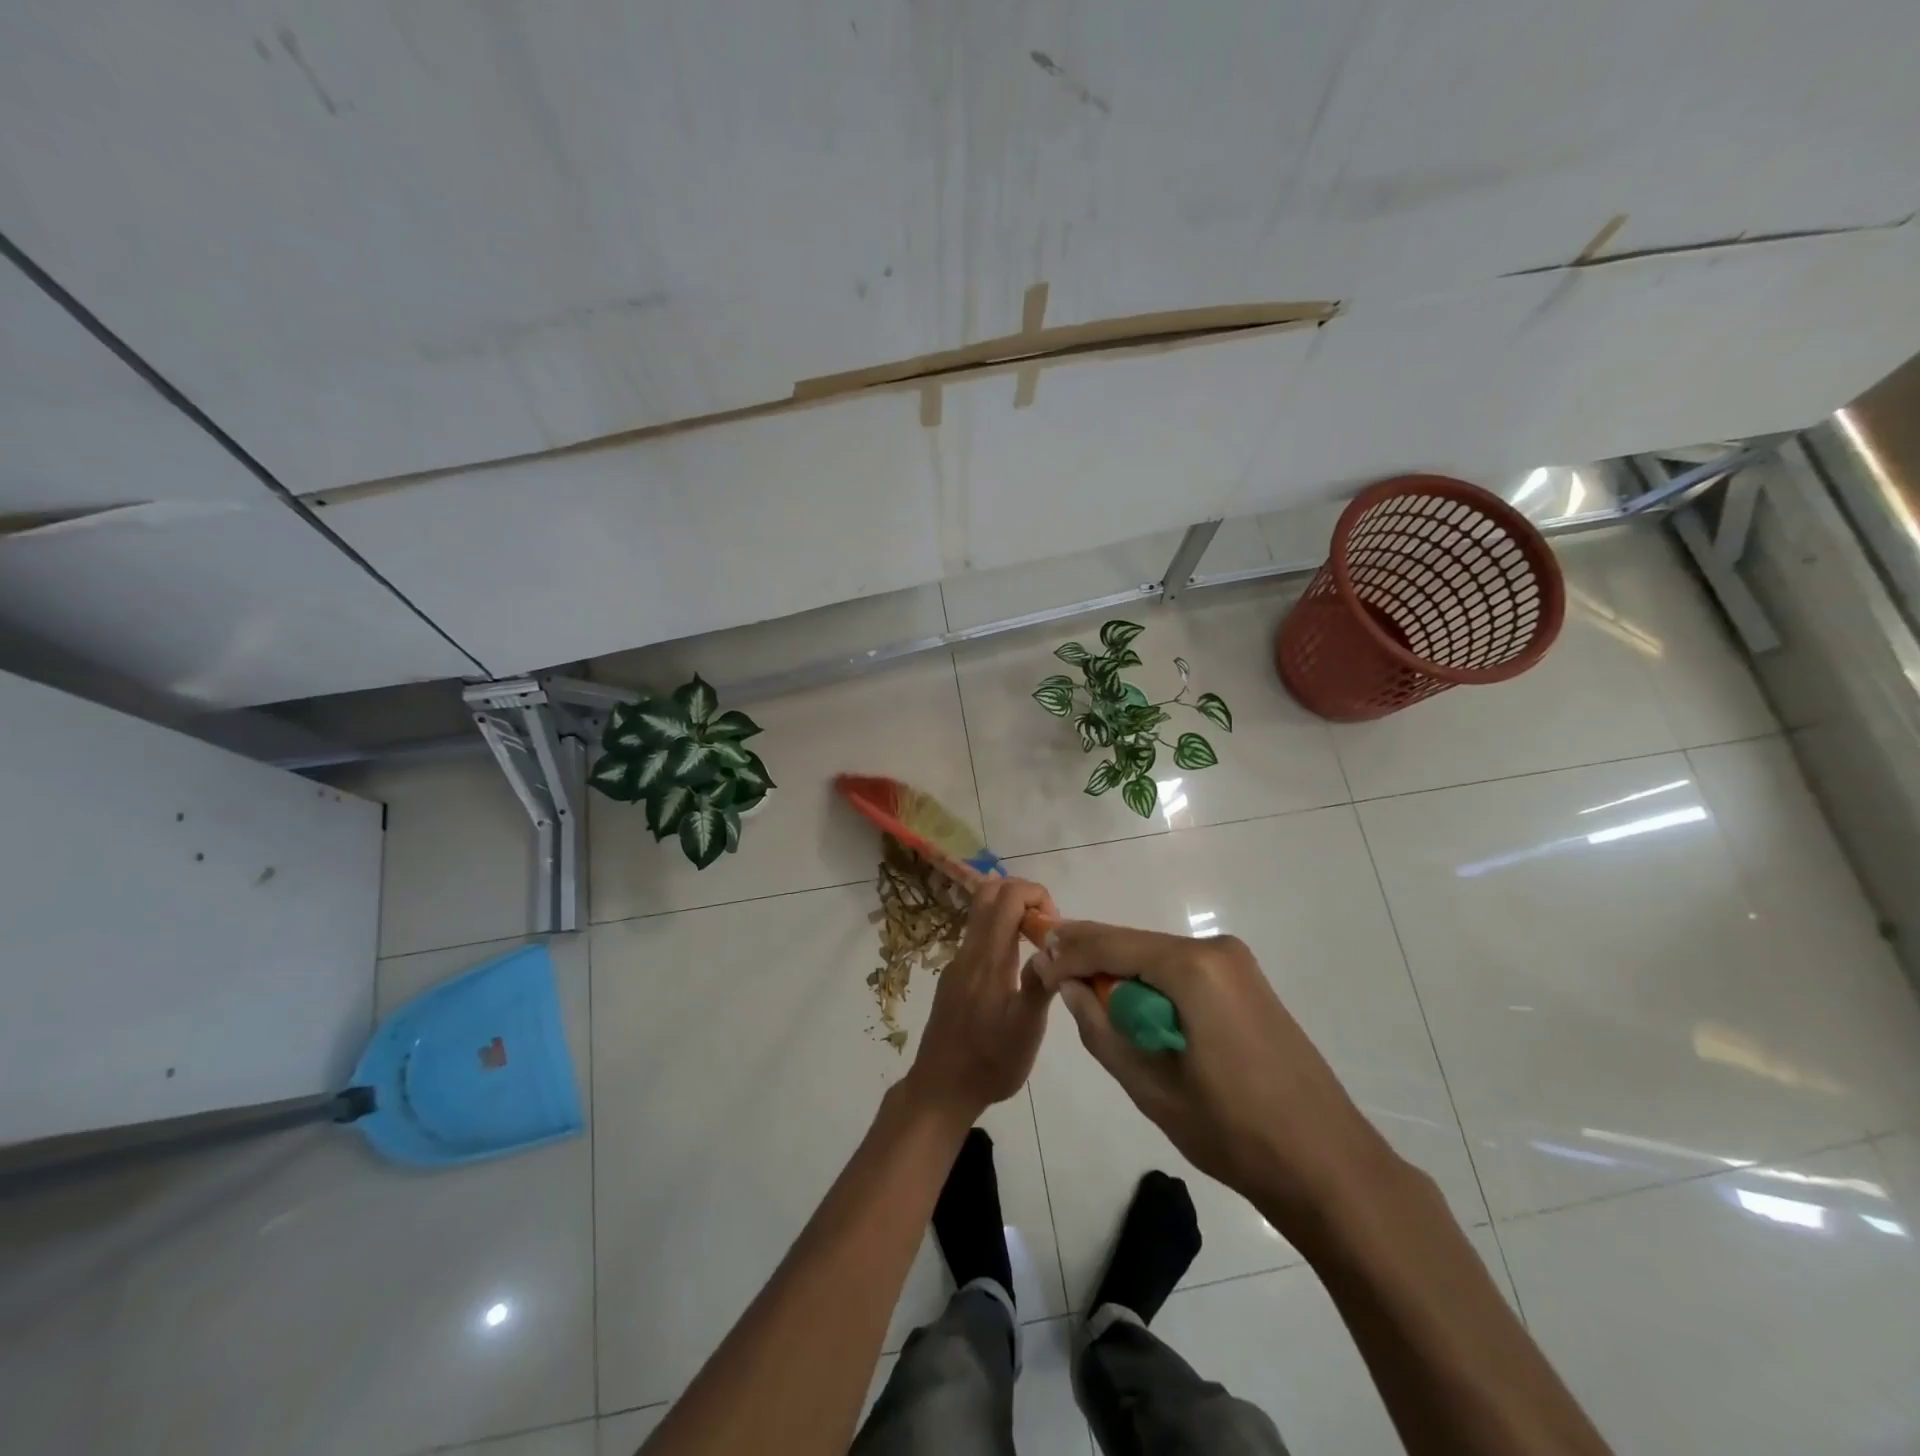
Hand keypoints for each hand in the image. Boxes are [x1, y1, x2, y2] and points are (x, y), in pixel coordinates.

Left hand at [905, 877, 1057, 1124]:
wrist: (941, 1088)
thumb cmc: (990, 1061)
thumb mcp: (1026, 1030)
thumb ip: (1041, 984)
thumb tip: (1057, 947)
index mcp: (988, 957)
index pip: (1008, 896)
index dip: (1036, 894)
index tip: (1055, 926)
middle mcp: (969, 951)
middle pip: (989, 894)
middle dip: (1024, 895)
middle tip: (1048, 926)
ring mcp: (958, 963)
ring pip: (982, 914)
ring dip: (1012, 913)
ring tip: (1039, 946)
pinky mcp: (954, 977)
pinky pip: (978, 937)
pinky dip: (1001, 932)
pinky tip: (1017, 967)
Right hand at [1033, 923, 1402, 1222]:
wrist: (1327, 1165)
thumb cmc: (1232, 1131)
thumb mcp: (1150, 1086)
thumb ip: (1101, 1028)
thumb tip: (1069, 985)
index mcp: (1192, 968)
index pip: (1111, 945)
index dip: (1069, 953)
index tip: (1035, 965)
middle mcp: (1215, 950)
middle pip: (1135, 943)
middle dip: (1092, 956)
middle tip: (1051, 971)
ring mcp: (1237, 963)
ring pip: (1157, 955)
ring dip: (1121, 970)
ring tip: (1084, 989)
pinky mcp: (1247, 982)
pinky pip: (1183, 970)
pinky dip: (1152, 982)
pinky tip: (1133, 1003)